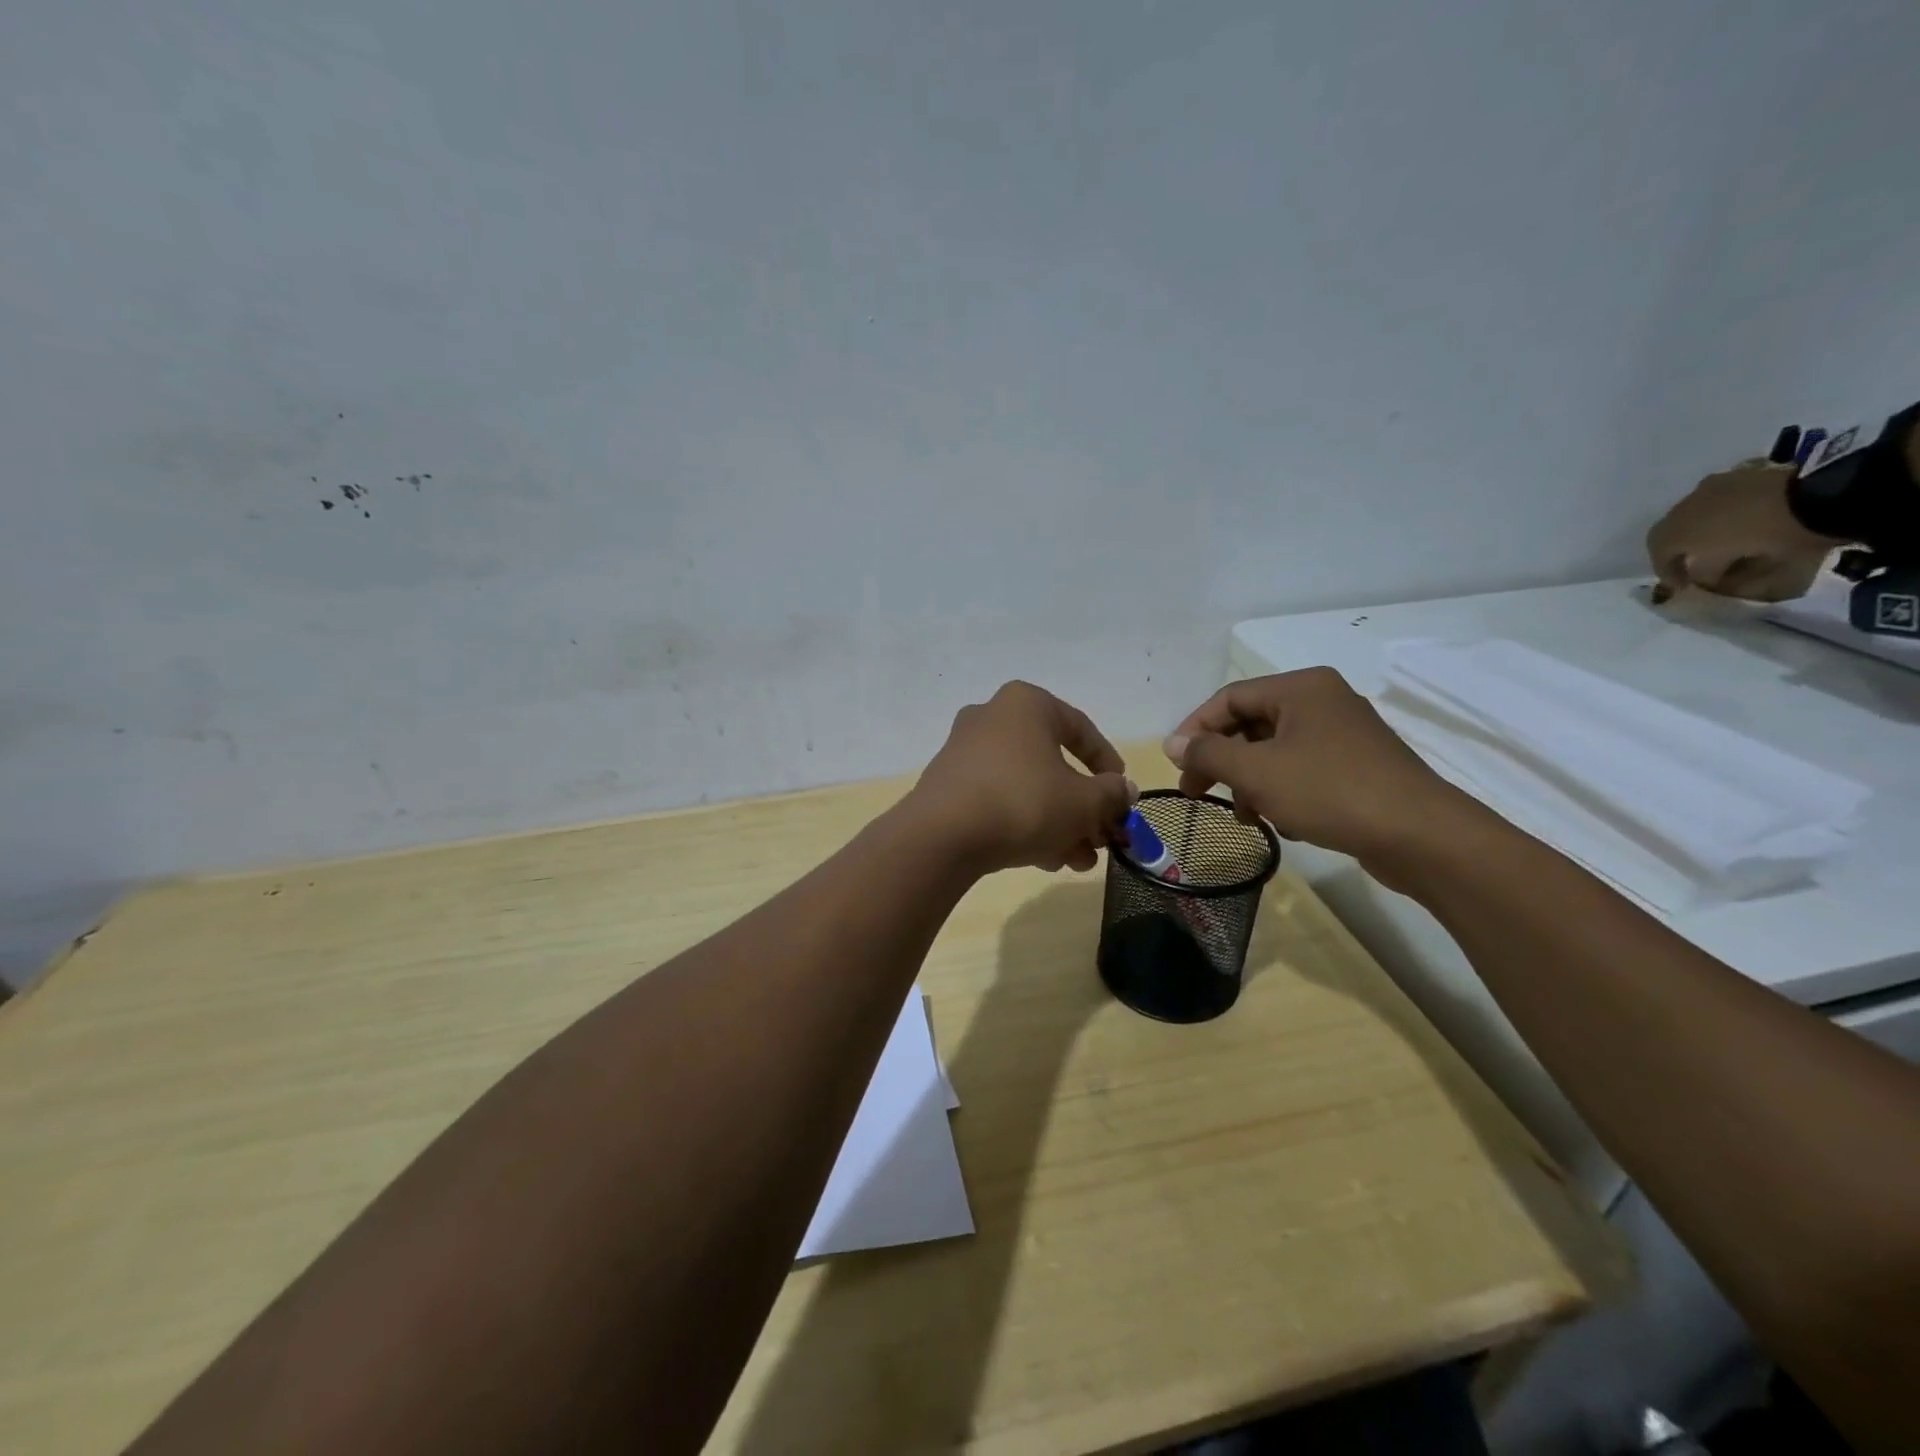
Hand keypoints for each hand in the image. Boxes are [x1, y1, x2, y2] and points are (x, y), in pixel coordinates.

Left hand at [909, 681, 1134, 874]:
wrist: (942, 837)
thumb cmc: (1024, 802)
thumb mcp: (1083, 802)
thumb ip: (1112, 794)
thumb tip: (1124, 791)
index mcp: (1026, 704)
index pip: (1081, 729)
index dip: (1108, 766)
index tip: (1122, 796)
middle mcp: (992, 717)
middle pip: (1053, 763)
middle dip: (1081, 807)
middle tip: (1100, 839)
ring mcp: (965, 751)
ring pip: (1027, 786)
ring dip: (1057, 822)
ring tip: (1077, 861)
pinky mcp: (948, 784)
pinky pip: (998, 799)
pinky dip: (1024, 824)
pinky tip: (1044, 860)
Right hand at [1164, 669, 1470, 874]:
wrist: (1420, 836)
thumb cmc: (1330, 791)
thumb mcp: (1256, 771)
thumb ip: (1208, 753)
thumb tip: (1172, 743)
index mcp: (1300, 688)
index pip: (1229, 698)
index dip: (1195, 729)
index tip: (1176, 765)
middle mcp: (1323, 701)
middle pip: (1252, 724)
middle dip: (1221, 760)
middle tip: (1197, 793)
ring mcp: (1344, 735)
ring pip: (1275, 751)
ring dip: (1249, 781)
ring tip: (1244, 815)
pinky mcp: (1358, 767)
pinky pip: (1303, 770)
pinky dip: (1281, 791)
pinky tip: (1282, 822)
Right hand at [1646, 459, 1838, 602]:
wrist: (1825, 495)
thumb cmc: (1775, 536)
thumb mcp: (1742, 570)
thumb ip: (1716, 576)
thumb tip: (1703, 579)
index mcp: (1678, 530)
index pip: (1658, 554)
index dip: (1667, 572)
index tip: (1682, 586)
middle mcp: (1686, 505)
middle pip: (1672, 530)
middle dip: (1681, 548)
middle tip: (1695, 562)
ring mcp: (1716, 485)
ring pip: (1697, 511)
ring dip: (1703, 527)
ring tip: (1724, 539)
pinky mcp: (1746, 473)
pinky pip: (1725, 497)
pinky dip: (1728, 511)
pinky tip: (1746, 519)